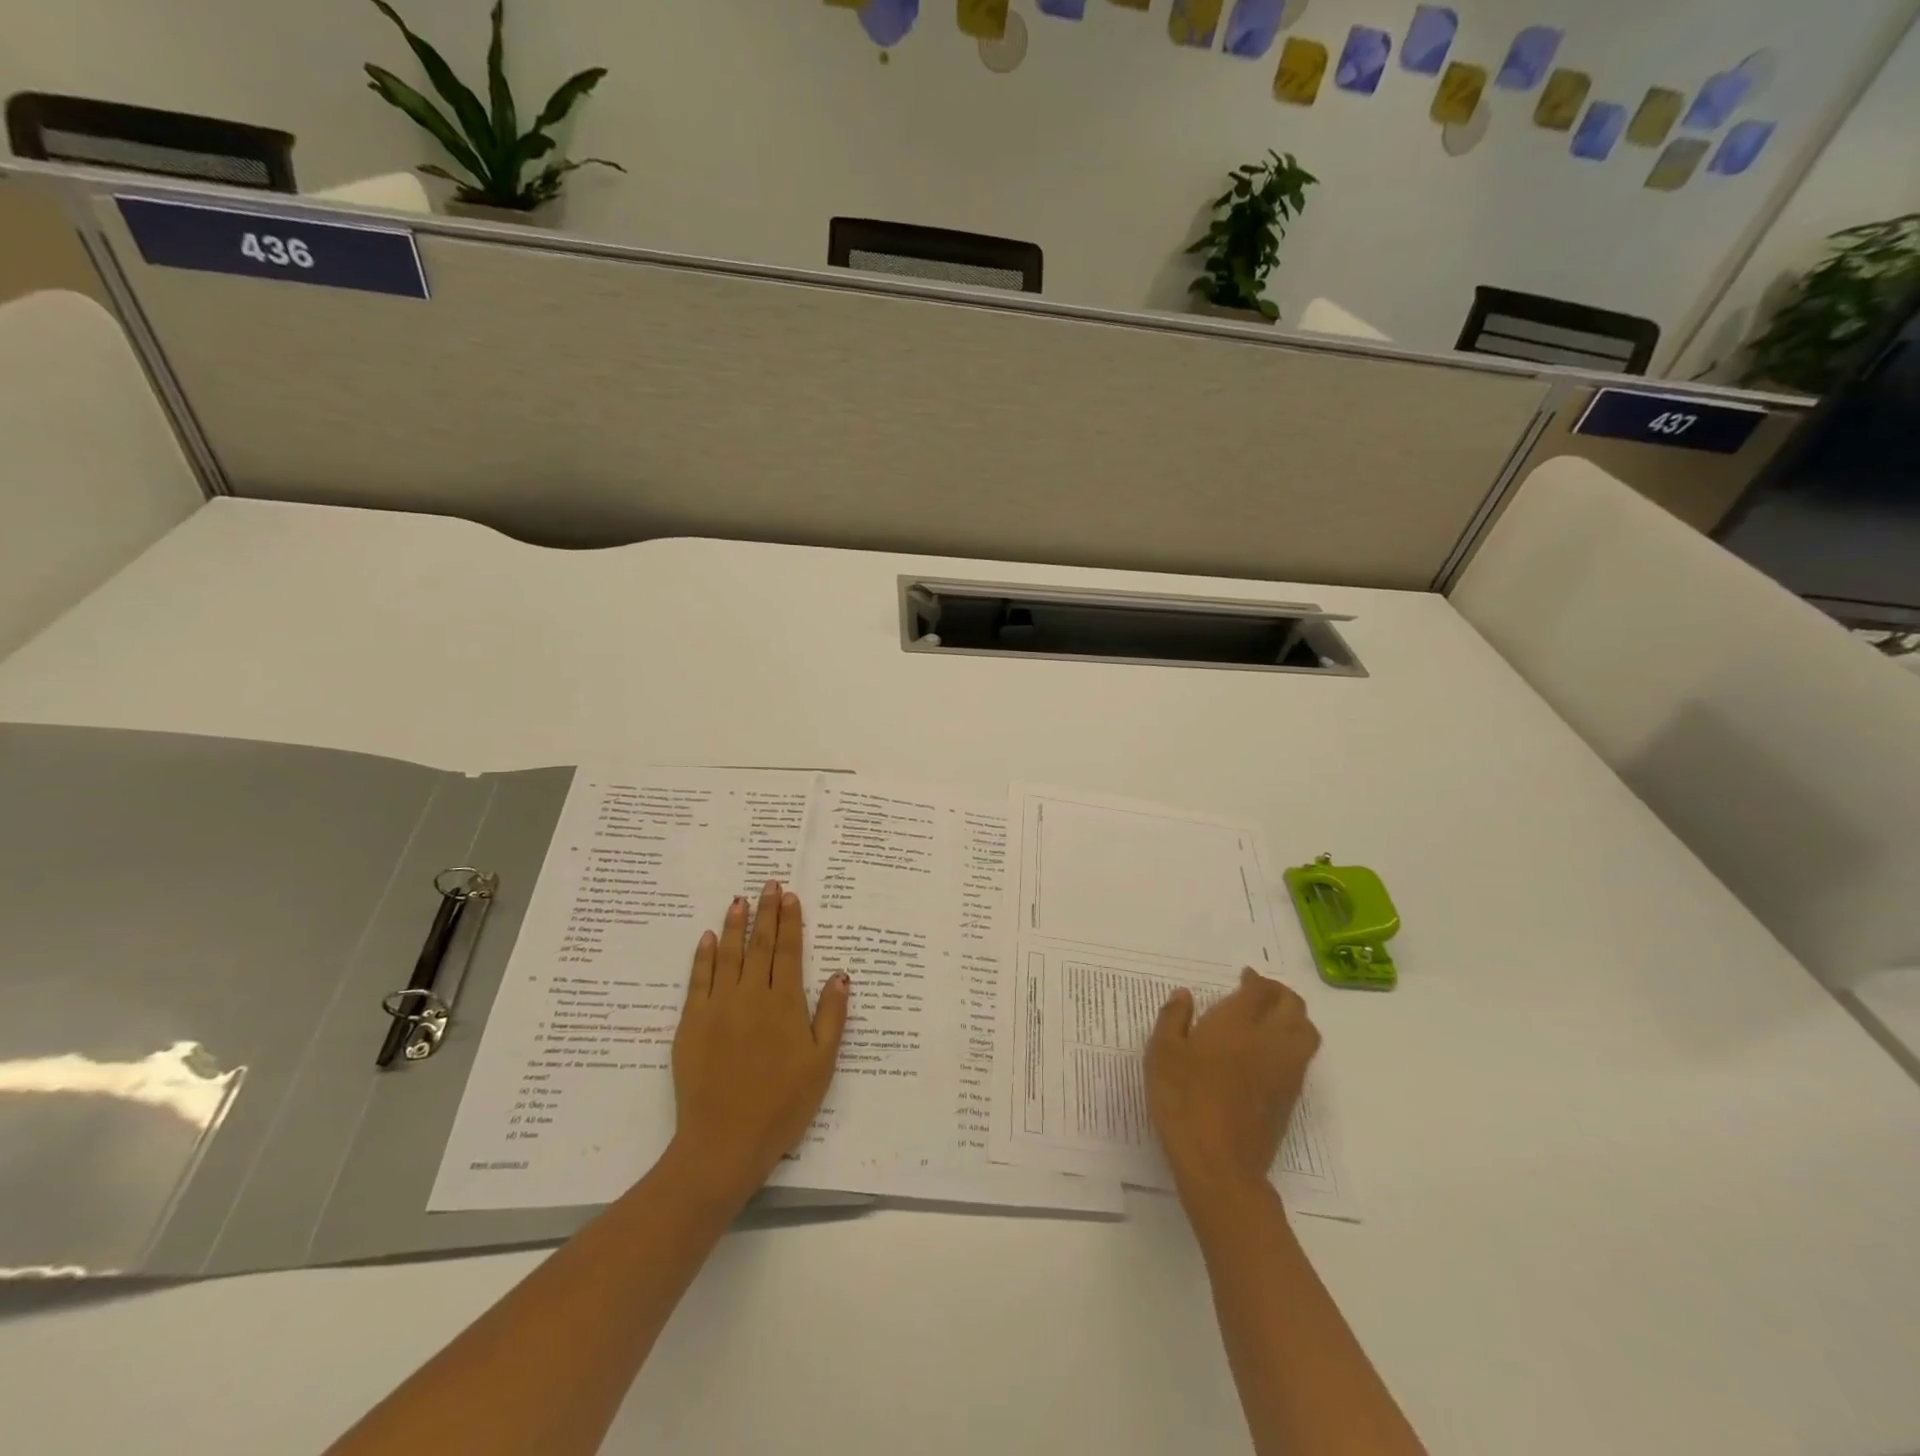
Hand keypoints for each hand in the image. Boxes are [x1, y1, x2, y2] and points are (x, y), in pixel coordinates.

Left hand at [671, 880, 849, 1207]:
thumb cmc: (782, 1106)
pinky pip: (699, 980)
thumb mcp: (821, 1065)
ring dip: (735, 925)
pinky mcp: (691, 1024)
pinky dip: (704, 956)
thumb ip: (831, 1016)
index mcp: (784, 1005)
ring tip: (739, 900)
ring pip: (728, 955)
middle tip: (768, 884)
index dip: (790, 922)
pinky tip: (708, 938)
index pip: (788, 952)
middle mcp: (751, 997)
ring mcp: (718, 1008)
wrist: (724, 1143)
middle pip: (760, 946)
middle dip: (766, 912)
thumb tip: (841, 974)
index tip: (790, 896)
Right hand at [1145, 967, 1320, 1199]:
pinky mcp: (1290, 1099)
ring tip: (1272, 1019)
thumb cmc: (1183, 1100)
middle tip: (1261, 992)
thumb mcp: (1162, 1054)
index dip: (1255, 980)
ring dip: (1294, 1018)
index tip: (1244, 977)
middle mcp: (1270, 1041)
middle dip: (1280, 993)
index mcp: (1238, 1023)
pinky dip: (1293, 1044)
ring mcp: (1285, 1072)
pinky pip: (1302, 1059)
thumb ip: (1173, 1018)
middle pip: (1293, 1006)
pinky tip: (1268, 1054)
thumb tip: (1184, 995)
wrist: (1219, 1163)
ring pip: (1306, 1033)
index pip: (1259, 991)